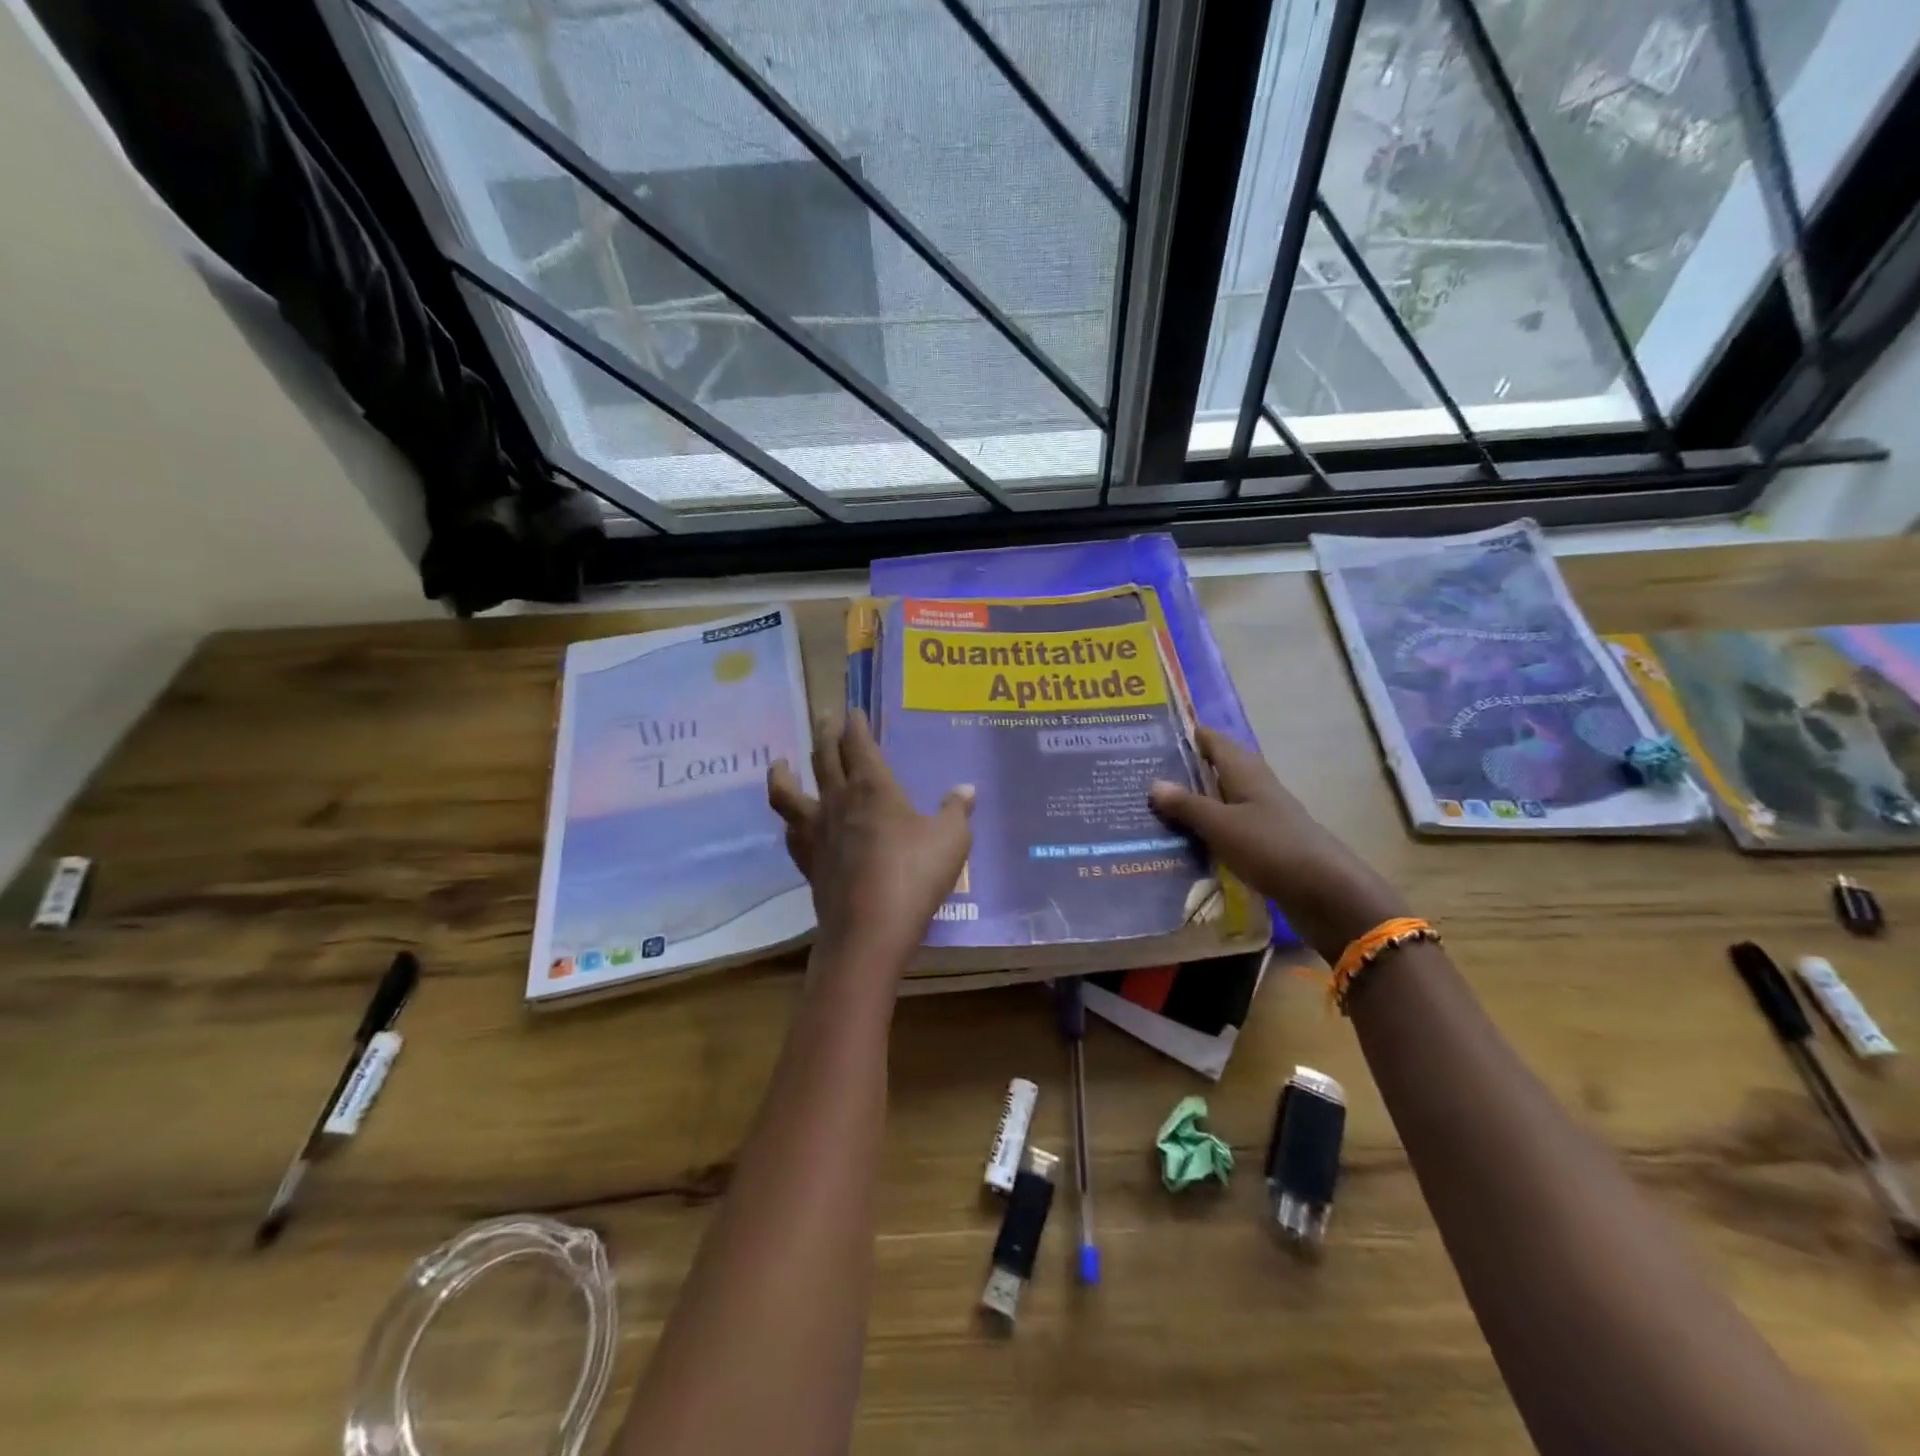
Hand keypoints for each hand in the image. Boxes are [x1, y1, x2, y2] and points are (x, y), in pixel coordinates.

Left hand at [767, 710, 974, 980]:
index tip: (853, 711)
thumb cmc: (914, 875)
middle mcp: (838, 800)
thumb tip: (966, 789)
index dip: (856, 725)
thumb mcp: (951, 840)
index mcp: (873, 787)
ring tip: (781, 762)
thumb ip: (956, 811)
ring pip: (789, 791)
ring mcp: (816, 831)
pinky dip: (790, 820)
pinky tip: (792, 822)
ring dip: (784, 772)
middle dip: (825, 733)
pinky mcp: (806, 860)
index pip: (859, 744)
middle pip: (823, 756)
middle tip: (825, 717)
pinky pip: (790, 831)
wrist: (869, 928)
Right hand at [1149, 728, 1405, 963]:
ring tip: (1153, 809)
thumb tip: (1154, 783)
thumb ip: (1188, 805)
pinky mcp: (1265, 845)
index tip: (1152, 735)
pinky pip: (1227, 829)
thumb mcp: (1222, 825)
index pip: (1214, 741)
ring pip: (1221, 801)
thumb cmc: (1271, 848)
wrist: (1326, 893)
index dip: (1187, 735)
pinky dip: (1205, 830)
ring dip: (1194, 803)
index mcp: (1246, 772)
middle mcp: (1256, 788)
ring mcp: (1263, 817)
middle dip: (1184, 771)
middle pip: (1217, 770)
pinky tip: (1183, 842)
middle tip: (1142, 775)